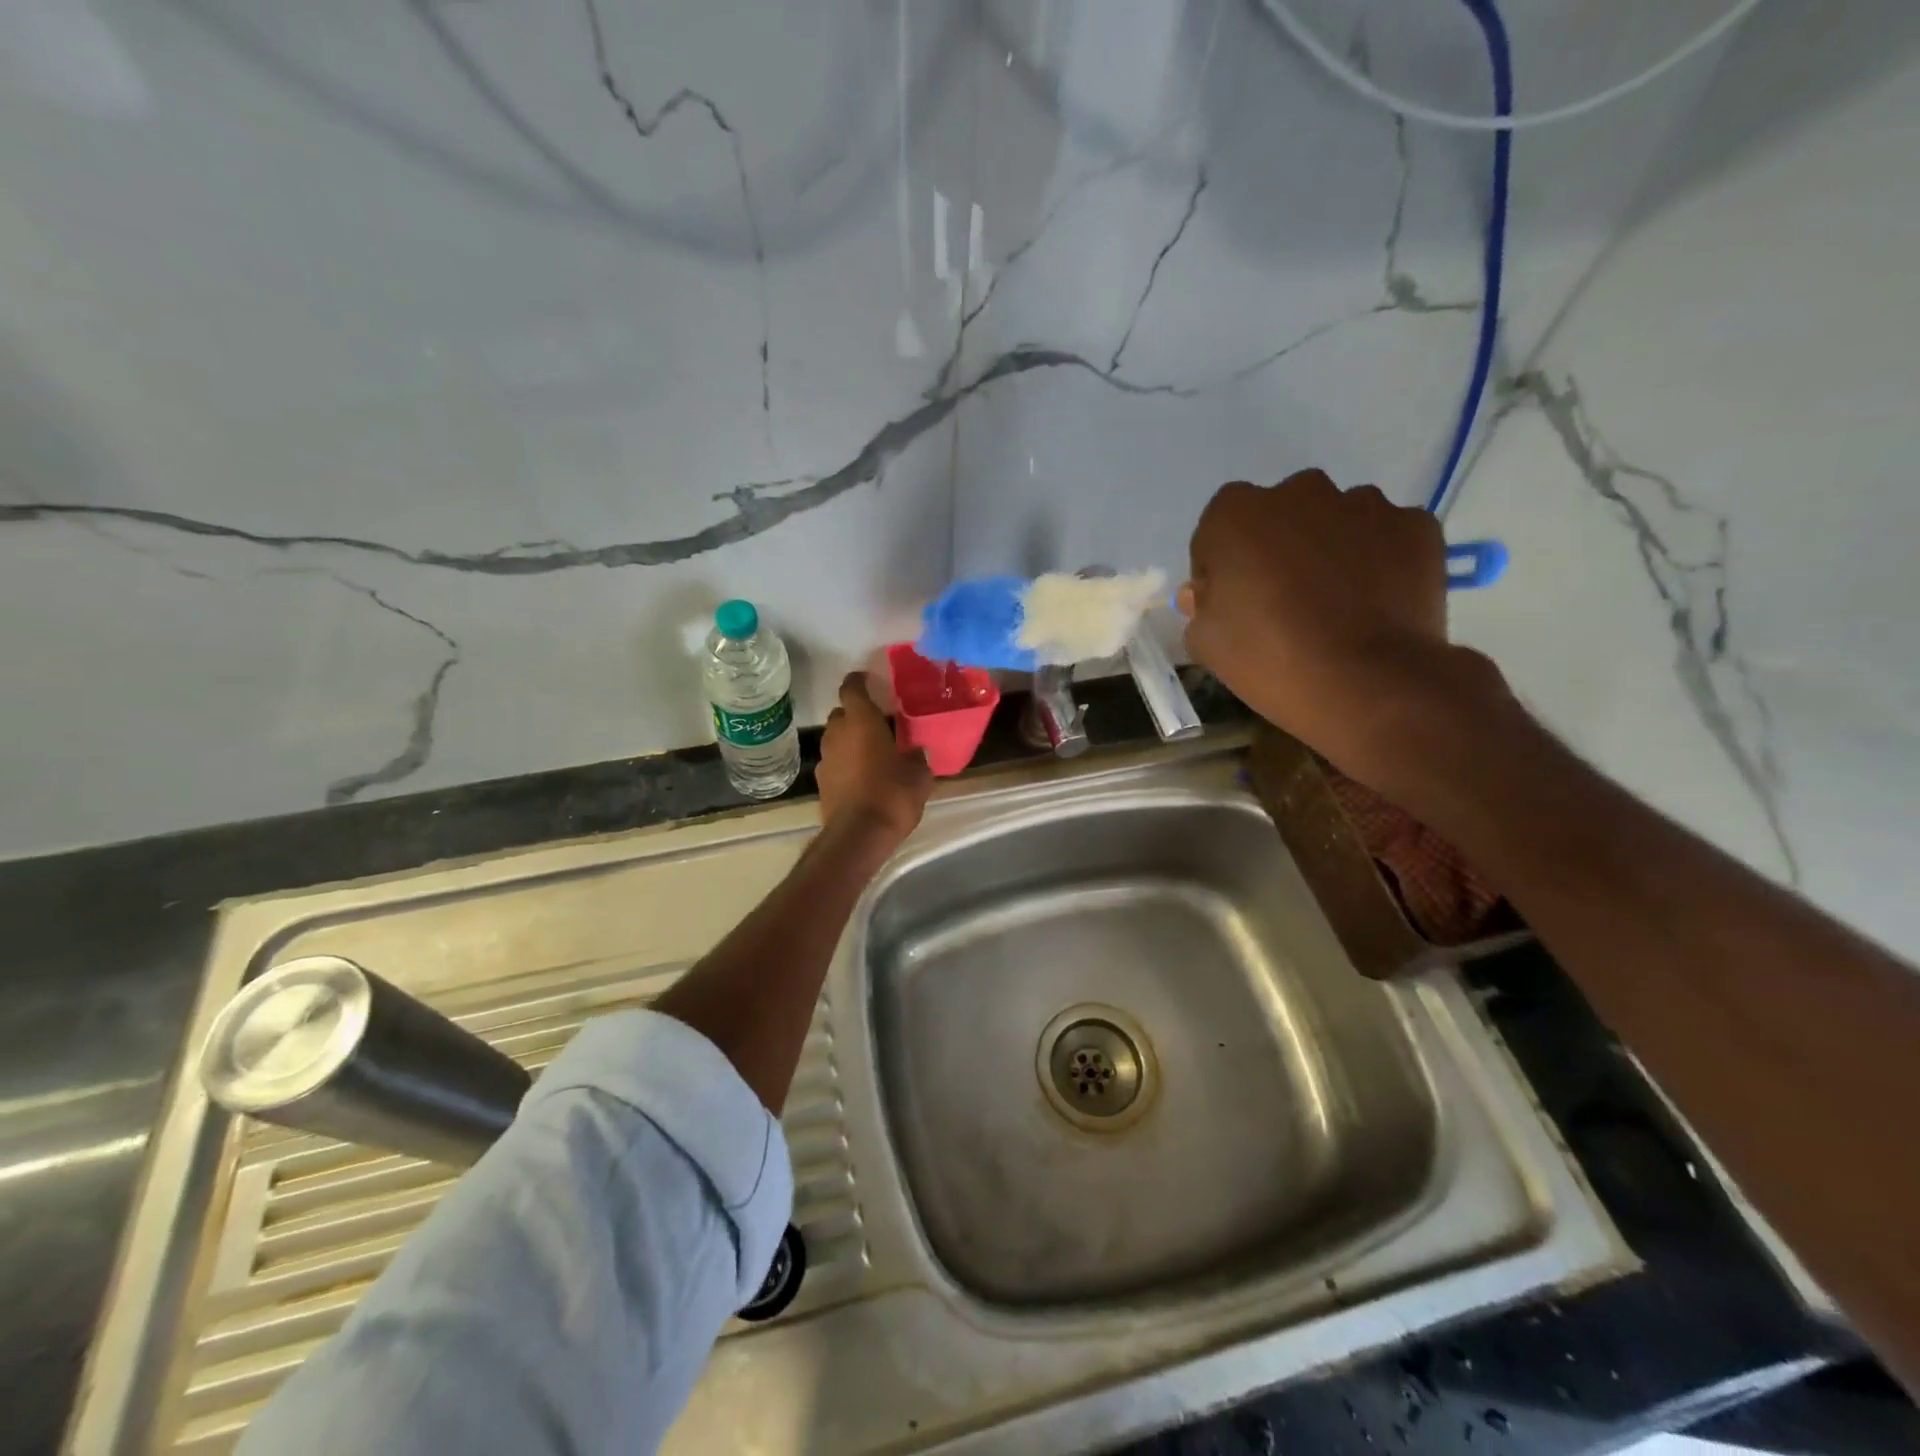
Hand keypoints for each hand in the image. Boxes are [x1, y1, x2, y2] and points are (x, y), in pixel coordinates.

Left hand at [818, 672, 932, 844]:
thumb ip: (917, 758)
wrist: (858, 836)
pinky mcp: (820, 782)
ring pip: (835, 738)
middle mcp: (837, 733)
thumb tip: (917, 752)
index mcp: (861, 721)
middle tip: (877, 724)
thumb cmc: (892, 796)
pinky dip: (844, 763)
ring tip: (871, 752)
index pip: (851, 688)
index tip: (869, 680)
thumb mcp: (919, 776)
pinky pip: (833, 762)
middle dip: (856, 715)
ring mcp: (825, 758)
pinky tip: (861, 777)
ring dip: (849, 740)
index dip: (858, 681)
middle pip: (841, 713)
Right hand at [1178, 472, 1496, 793]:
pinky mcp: (1415, 525)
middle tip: (1283, 600)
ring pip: (1336, 520)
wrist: (1365, 683)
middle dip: (1278, 547)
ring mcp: (1363, 504)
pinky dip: (1379, 560)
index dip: (1222, 567)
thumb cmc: (1268, 658)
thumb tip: (1214, 592)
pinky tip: (1375, 603)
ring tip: (1336, 604)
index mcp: (1236, 513)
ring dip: (1330, 549)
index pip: (1218, 530)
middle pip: (1279, 515)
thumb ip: (1202, 604)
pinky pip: (1386, 536)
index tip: (1232, 602)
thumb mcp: (1205, 641)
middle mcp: (1299, 491)